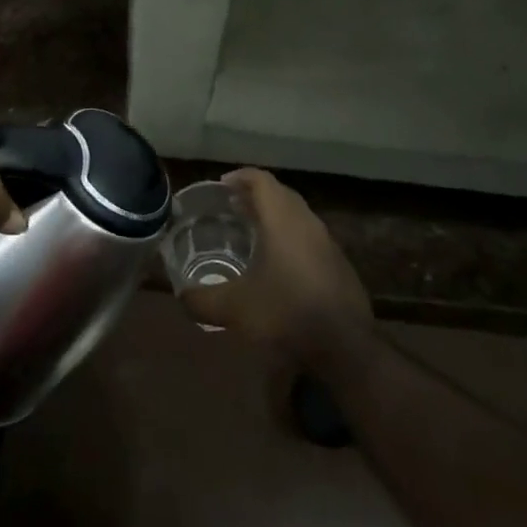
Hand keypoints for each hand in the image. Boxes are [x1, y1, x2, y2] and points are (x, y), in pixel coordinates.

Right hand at [181, 169, 368, 353]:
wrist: (346, 349)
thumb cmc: (286, 314)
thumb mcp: (234, 309)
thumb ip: (201, 300)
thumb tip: (181, 296)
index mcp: (282, 221)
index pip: (262, 181)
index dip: (240, 177)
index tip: (221, 185)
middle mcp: (307, 224)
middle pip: (281, 194)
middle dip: (255, 195)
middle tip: (231, 206)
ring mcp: (328, 244)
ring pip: (298, 215)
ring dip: (274, 216)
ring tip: (251, 232)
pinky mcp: (340, 265)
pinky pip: (310, 237)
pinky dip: (290, 237)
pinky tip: (278, 264)